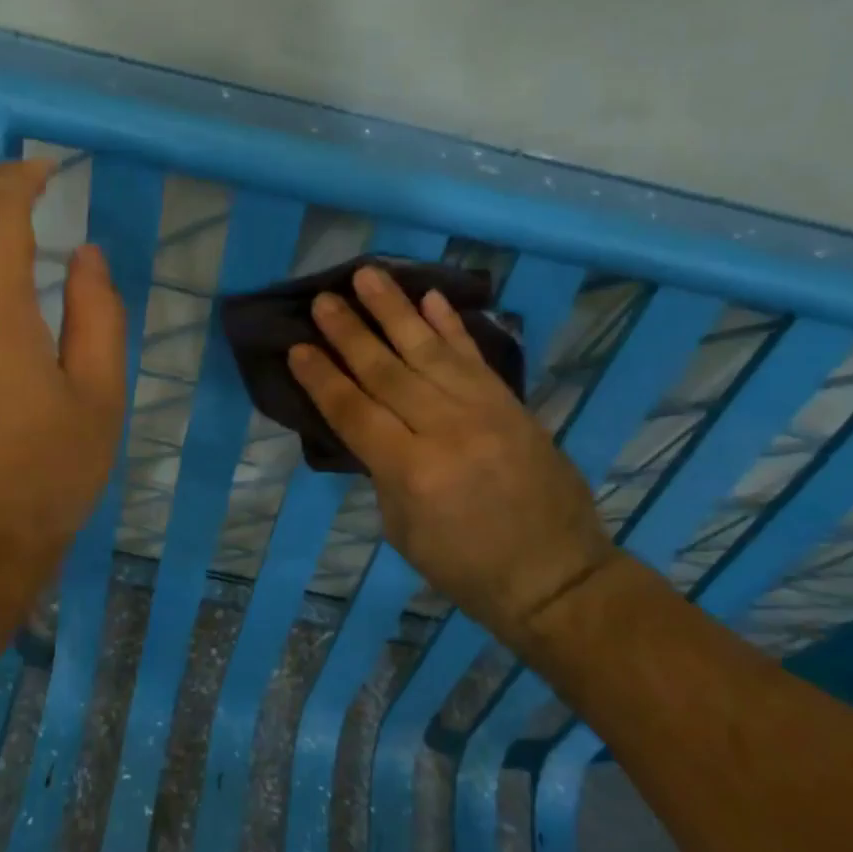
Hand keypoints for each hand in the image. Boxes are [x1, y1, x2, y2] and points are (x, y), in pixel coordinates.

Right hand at [287, 265, 619, 640]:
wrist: (555, 575)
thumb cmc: (466, 566)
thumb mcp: (403, 529)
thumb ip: (383, 470)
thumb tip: (369, 423)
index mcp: (412, 472)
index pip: (355, 412)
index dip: (322, 378)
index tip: (297, 346)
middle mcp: (446, 430)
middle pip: (387, 371)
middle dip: (349, 333)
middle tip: (324, 299)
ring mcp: (483, 411)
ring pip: (428, 350)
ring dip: (394, 310)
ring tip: (367, 275)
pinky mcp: (510, 403)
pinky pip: (473, 356)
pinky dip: (450, 324)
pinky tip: (429, 297)